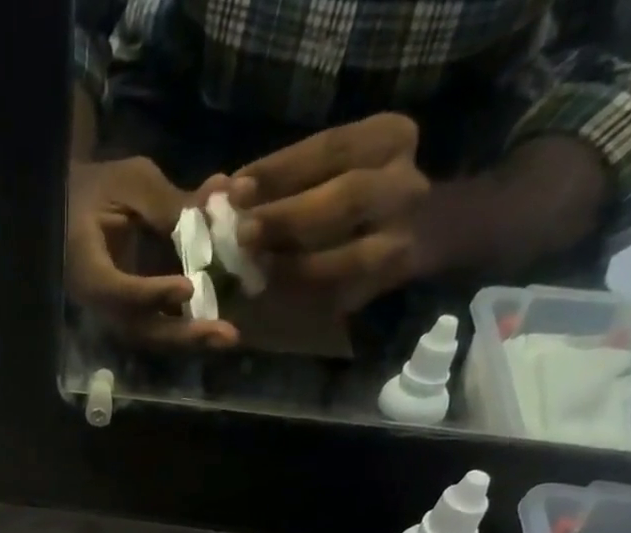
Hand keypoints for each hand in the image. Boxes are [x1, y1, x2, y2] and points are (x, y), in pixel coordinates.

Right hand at [66, 157, 239, 347]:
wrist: (72, 207)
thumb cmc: (98, 187)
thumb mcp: (130, 182)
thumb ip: (167, 203)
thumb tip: (214, 212)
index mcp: (86, 264)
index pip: (117, 290)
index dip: (151, 294)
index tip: (188, 288)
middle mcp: (97, 300)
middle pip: (137, 328)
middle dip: (181, 332)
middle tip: (224, 334)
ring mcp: (112, 311)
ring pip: (149, 335)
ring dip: (189, 338)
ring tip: (226, 336)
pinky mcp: (127, 313)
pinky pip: (156, 327)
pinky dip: (186, 328)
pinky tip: (216, 327)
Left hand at [224, 114, 430, 311]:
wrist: (412, 233)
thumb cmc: (344, 199)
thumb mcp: (321, 172)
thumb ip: (279, 181)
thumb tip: (219, 189)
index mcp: (388, 138)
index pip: (329, 147)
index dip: (278, 170)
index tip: (234, 189)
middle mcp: (406, 186)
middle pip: (347, 199)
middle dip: (288, 217)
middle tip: (242, 233)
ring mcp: (403, 239)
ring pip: (351, 256)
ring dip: (296, 266)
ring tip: (254, 270)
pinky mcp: (389, 284)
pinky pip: (344, 293)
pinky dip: (306, 297)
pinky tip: (273, 296)